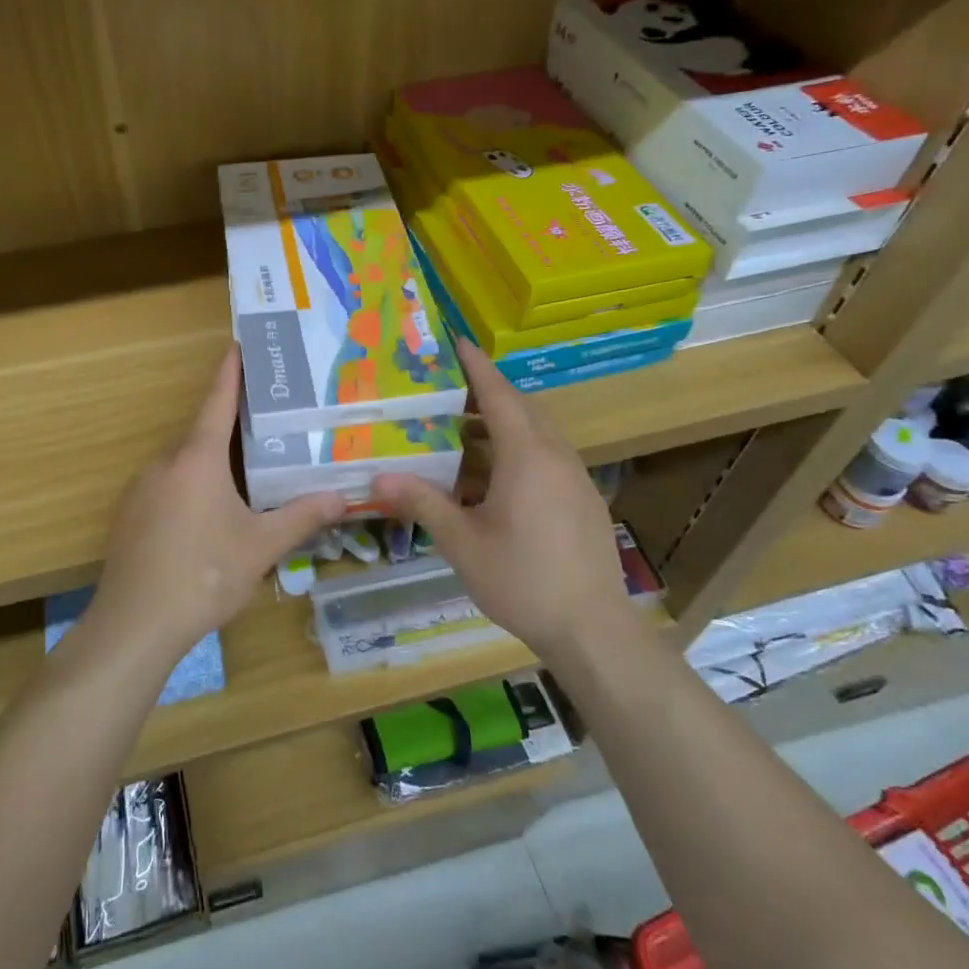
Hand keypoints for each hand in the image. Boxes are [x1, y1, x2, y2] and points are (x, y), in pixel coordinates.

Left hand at [89, 345, 344, 660]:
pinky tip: (210, 519)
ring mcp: (141, 489)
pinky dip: (192, 488)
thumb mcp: (260, 547)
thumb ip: (301, 517)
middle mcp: (165, 463)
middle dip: (233, 428)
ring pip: (185, 465)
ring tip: (247, 477)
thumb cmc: (203, 575)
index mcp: (197, 459)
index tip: (238, 343)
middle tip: (268, 425)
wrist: (134, 624)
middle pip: (203, 434)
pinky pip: (168, 488)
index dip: (230, 372)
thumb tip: (342, 498)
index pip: (217, 402)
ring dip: (213, 464)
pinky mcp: (130, 515)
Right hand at [371, 336, 633, 657]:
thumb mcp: (462, 542)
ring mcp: (574, 477)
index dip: (476, 365)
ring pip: (536, 434)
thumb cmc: (521, 579)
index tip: (456, 341)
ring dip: (501, 425)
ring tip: (461, 434)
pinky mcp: (582, 499)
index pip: (498, 394)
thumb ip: (422, 503)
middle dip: (486, 394)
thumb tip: (377, 478)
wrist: (591, 627)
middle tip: (446, 391)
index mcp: (526, 456)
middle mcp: (555, 455)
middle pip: (520, 408)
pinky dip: (517, 451)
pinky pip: (547, 457)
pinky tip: (492, 482)